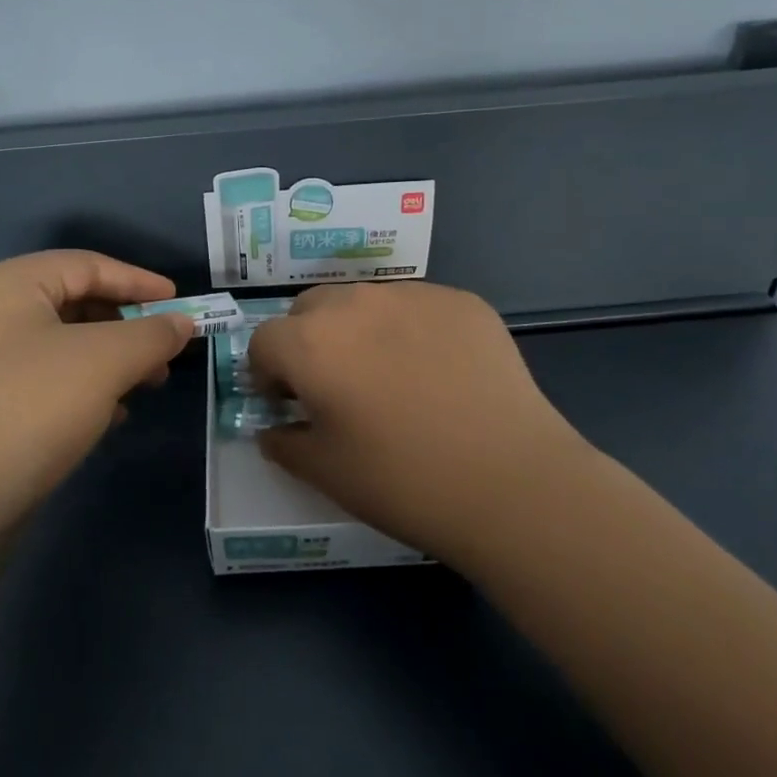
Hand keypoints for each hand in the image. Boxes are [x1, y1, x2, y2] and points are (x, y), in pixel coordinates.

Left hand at [0, 252, 192, 529]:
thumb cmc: (29, 410)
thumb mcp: (104, 362)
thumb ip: (152, 335)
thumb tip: (182, 324)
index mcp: (10, 284)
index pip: (88, 265)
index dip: (140, 281)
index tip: (182, 304)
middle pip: (77, 303)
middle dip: (129, 326)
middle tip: (167, 352)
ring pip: (66, 346)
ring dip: (113, 361)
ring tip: (148, 386)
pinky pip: (48, 381)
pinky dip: (86, 390)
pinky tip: (112, 417)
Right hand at [247, 281, 590, 569]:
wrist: (511, 482)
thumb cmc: (404, 481)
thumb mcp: (326, 472)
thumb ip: (285, 442)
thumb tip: (273, 428)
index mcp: (311, 342)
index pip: (265, 340)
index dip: (267, 373)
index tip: (288, 402)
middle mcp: (355, 302)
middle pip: (310, 308)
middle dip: (308, 341)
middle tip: (334, 385)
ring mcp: (413, 295)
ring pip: (364, 300)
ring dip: (358, 328)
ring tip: (390, 375)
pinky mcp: (461, 301)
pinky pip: (417, 306)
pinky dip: (411, 329)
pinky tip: (438, 372)